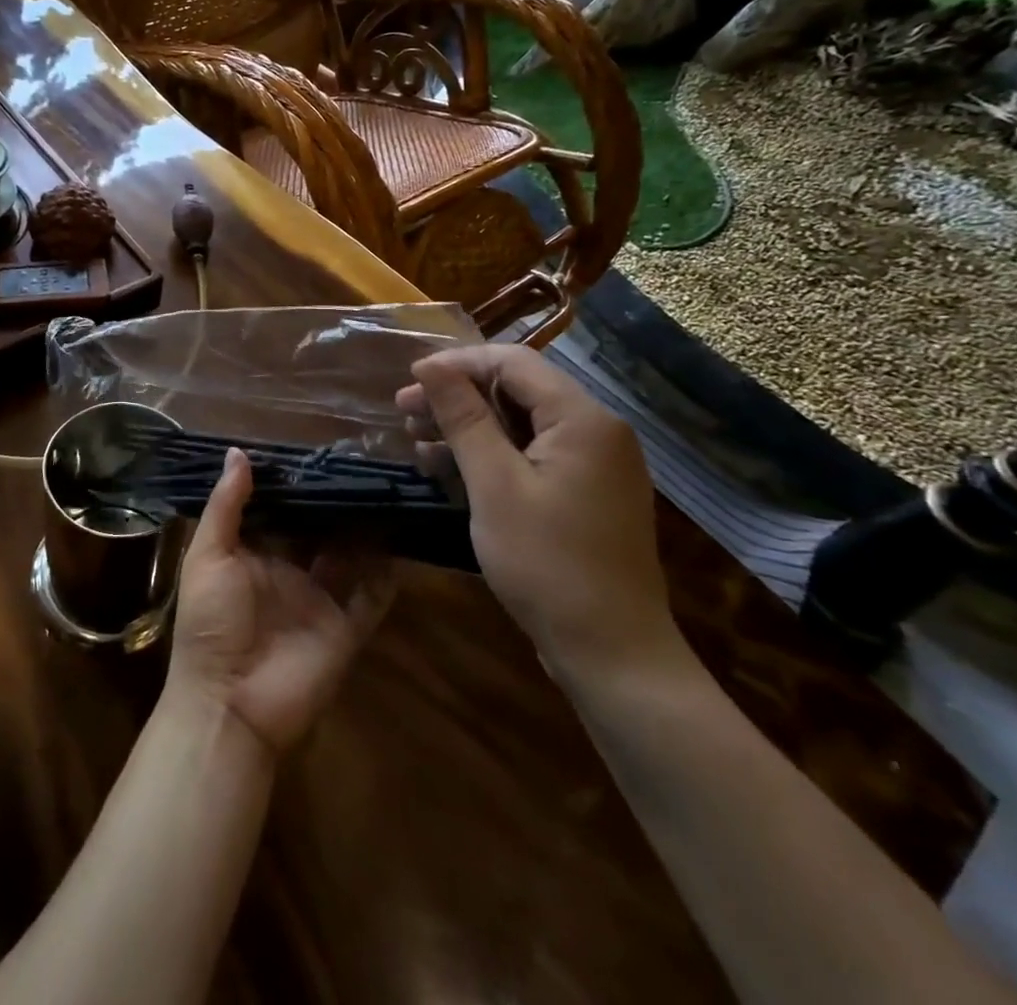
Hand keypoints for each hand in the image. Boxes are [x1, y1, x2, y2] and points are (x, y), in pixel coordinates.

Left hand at [167, 449, 394, 756]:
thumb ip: (226, 506)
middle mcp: (289, 571)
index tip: (319, 450)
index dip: (296, 484)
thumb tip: (238, 452)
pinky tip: (404, 541)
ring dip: (366, 530)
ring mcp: (320, 599)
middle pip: (318, 530)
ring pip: (350, 556)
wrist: (229, 704)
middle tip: (364, 462)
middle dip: (335, 502)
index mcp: (253, 553)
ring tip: (388, 490)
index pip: (280, 510)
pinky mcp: (346, 627)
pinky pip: (372, 596)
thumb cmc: (210, 623)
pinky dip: (388, 574)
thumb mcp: (207, 557)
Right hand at [397, 345, 677, 683]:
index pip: (512, 362)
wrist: (613, 654)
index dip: (457, 364)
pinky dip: (491, 455)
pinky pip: (533, 455)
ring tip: (418, 441)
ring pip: (521, 424)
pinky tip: (450, 469)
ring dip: (469, 427)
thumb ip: (463, 418)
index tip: (409, 380)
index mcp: (582, 418)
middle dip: (457, 397)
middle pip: (517, 390)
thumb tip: (430, 365)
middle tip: (404, 412)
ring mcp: (595, 464)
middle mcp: (596, 431)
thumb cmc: (547, 563)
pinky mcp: (586, 493)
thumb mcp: (494, 484)